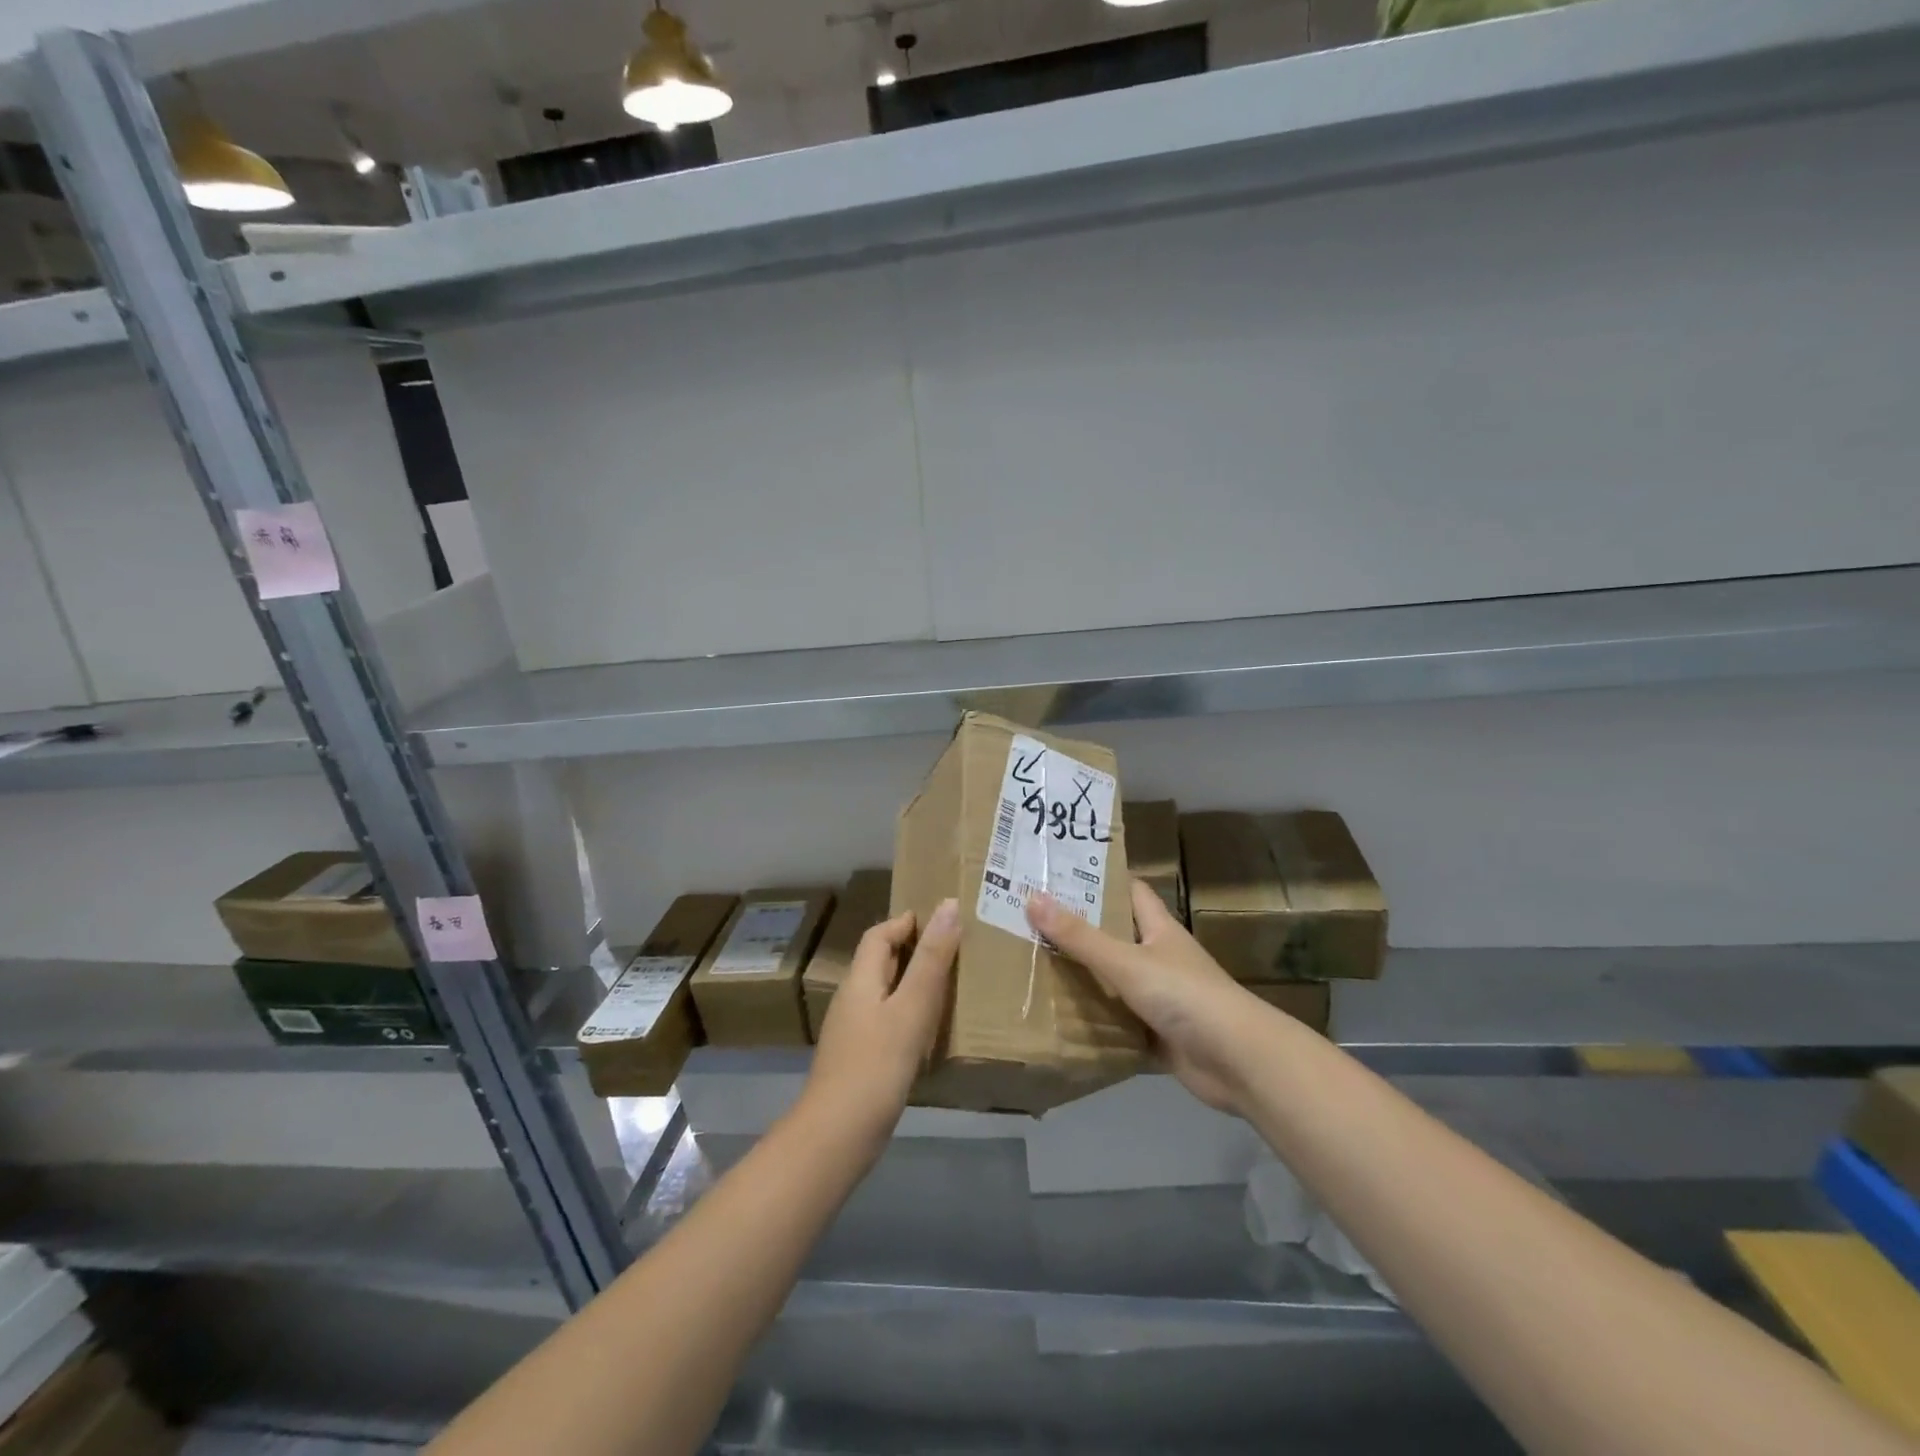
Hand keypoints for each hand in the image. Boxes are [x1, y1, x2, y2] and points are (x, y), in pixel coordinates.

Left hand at [802, 899, 959, 1152]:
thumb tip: (948, 904)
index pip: (879, 935)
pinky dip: (910, 1015)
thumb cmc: (876, 1064)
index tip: (943, 919)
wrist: (837, 1136)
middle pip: (881, 962)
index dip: (906, 922)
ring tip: (951, 985)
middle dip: (914, 950)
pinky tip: (931, 1032)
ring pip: (885, 993)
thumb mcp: (911, 1007)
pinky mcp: (860, 1059)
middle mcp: (852, 999)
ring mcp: (853, 1032)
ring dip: (914, 983)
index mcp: (860, 979)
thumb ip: (931, 958)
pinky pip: (887, 1022)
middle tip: (956, 949)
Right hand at [1028, 882, 1269, 1114]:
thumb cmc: (1185, 996)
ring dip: (1082, 977)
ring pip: (1113, 980)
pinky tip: (1057, 1019)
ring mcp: (1159, 998)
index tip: (1058, 873)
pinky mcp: (1156, 1034)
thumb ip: (1080, 937)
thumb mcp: (1127, 962)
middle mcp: (1158, 958)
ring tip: (1032, 965)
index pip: (1129, 891)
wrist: (1237, 1062)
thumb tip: (1032, 898)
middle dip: (1078, 929)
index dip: (1099, 879)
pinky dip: (1093, 1021)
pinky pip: (1117, 1022)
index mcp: (1158, 929)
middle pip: (1115, 935)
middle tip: (1029, 920)